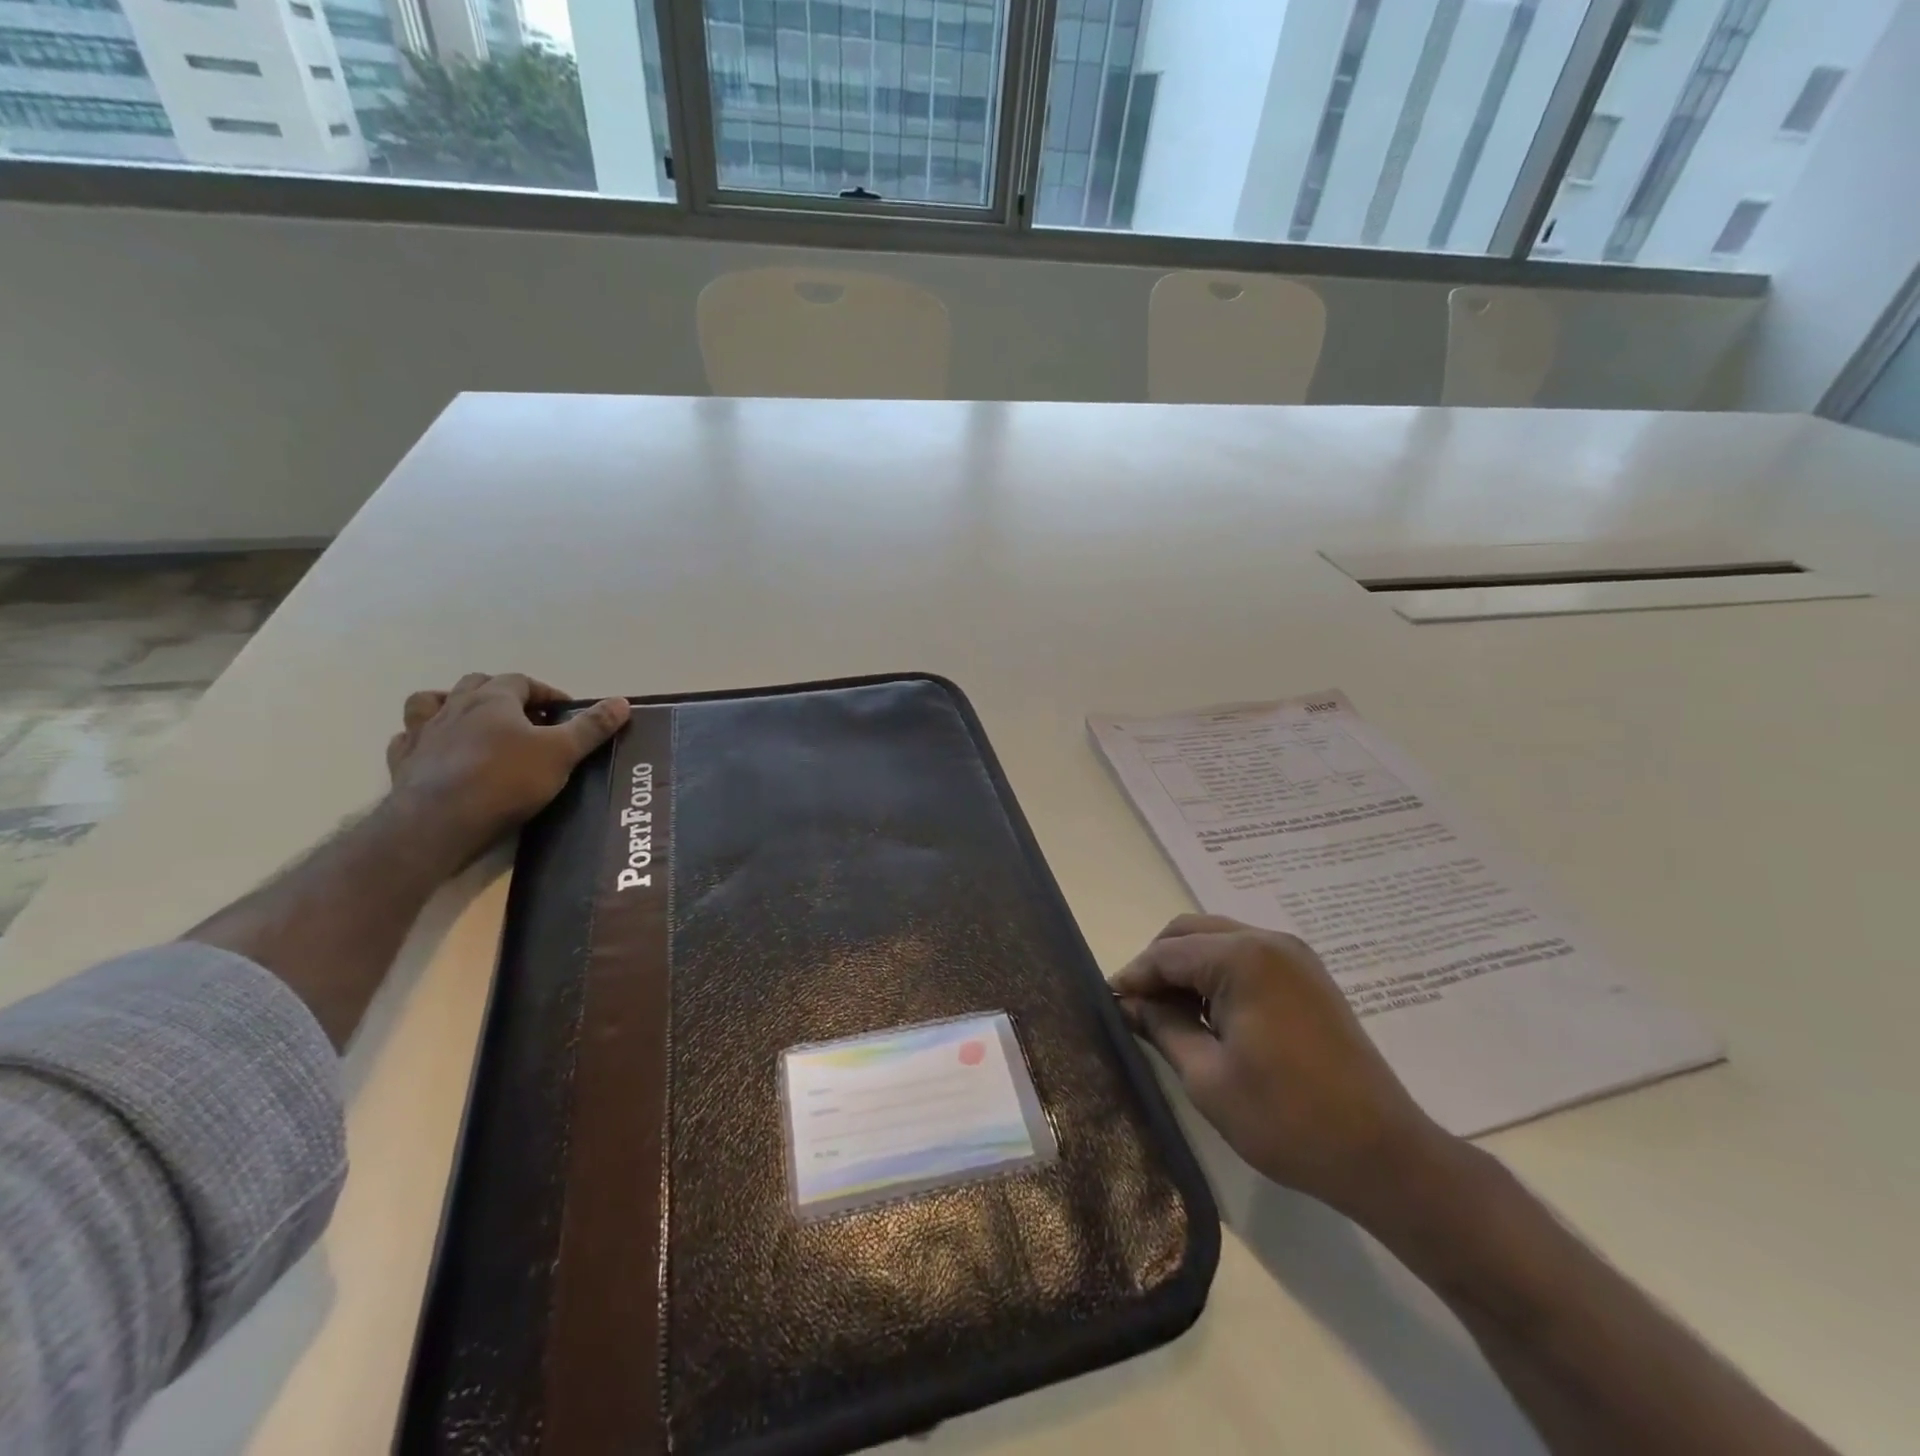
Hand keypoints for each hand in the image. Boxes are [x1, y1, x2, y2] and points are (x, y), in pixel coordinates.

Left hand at [384, 673, 630, 862]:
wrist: (439, 821)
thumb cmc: (506, 780)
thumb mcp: (562, 753)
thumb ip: (591, 727)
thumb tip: (622, 702)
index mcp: (493, 699)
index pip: (522, 681)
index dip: (546, 692)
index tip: (565, 711)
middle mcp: (455, 707)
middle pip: (477, 684)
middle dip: (503, 693)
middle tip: (526, 717)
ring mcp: (423, 733)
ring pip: (430, 701)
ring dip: (451, 703)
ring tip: (471, 721)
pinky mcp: (402, 762)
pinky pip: (408, 739)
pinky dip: (422, 738)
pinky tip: (435, 750)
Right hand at [1112, 914, 1445, 1219]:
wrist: (1383, 1154)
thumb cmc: (1286, 1118)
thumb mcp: (1207, 1077)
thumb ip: (1162, 1027)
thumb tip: (1129, 1004)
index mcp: (1242, 958)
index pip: (1167, 953)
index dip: (1133, 977)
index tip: (1109, 1005)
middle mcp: (1269, 940)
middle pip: (1190, 932)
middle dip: (1158, 965)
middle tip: (1137, 1008)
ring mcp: (1294, 955)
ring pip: (1218, 940)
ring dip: (1187, 967)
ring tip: (1169, 1014)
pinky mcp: (1308, 975)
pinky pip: (1246, 956)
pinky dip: (1217, 973)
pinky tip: (1209, 1013)